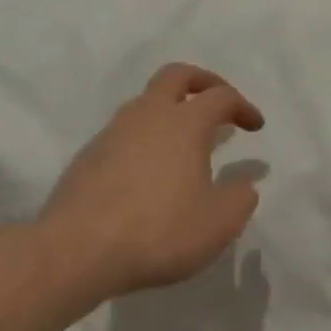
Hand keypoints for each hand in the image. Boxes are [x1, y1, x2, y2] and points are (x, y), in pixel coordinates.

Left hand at [34, 63, 264, 300]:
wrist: (75, 253)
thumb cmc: (159, 231)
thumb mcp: (219, 223)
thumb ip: (240, 198)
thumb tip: (245, 185)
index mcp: (185, 123)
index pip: (221, 96)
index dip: (243, 107)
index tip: (255, 127)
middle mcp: (147, 117)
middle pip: (176, 76)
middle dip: (203, 82)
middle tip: (218, 102)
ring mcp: (111, 135)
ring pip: (145, 103)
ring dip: (170, 111)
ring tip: (185, 143)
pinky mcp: (87, 159)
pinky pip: (123, 134)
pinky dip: (144, 139)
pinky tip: (150, 173)